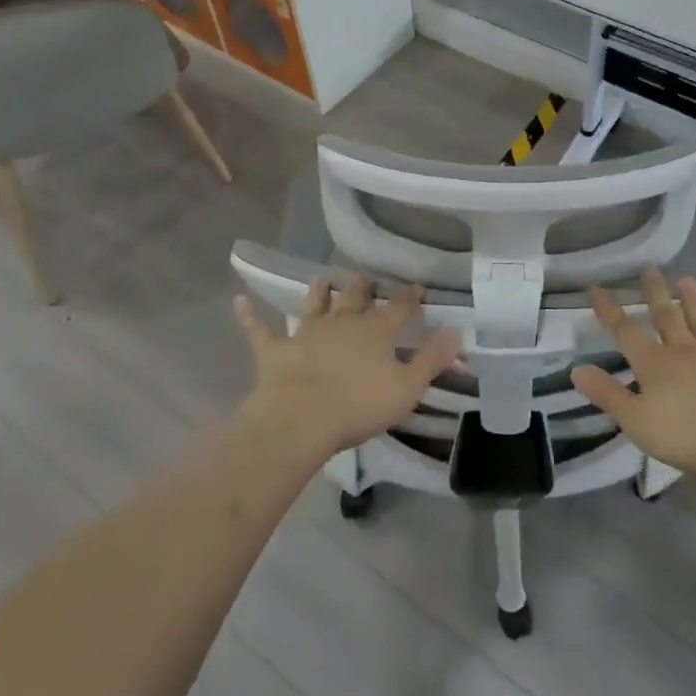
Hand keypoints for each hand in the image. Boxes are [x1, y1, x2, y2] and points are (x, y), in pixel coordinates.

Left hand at [235, 275, 459, 457]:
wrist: (300, 419)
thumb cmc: (358, 406)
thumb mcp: (407, 387)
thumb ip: (432, 359)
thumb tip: (456, 331)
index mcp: (375, 332)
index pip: (398, 309)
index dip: (409, 297)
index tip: (417, 286)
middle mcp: (341, 324)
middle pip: (355, 299)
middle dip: (363, 287)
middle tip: (365, 275)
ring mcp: (306, 334)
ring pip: (314, 306)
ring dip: (319, 293)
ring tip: (323, 279)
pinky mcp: (275, 351)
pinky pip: (260, 330)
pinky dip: (250, 316)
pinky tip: (239, 301)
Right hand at [571, 267, 695, 481]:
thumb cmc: (684, 434)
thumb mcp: (636, 420)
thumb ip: (607, 394)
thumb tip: (577, 369)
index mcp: (654, 363)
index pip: (625, 331)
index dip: (609, 310)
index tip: (596, 287)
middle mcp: (684, 352)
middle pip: (666, 317)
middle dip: (655, 293)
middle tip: (651, 269)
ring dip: (692, 303)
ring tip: (687, 280)